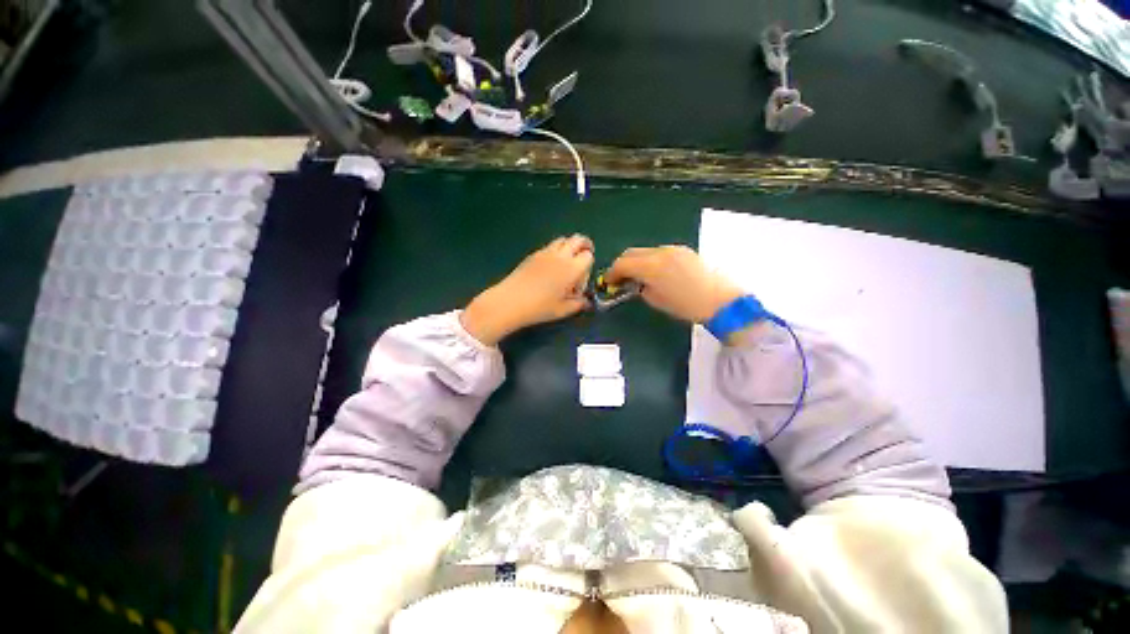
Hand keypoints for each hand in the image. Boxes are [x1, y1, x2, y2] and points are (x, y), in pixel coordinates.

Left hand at [461, 235, 594, 344]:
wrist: (510, 301)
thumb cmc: (540, 308)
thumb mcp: (563, 310)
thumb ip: (579, 304)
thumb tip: (586, 301)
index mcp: (572, 269)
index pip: (588, 256)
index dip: (589, 266)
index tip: (581, 280)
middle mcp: (561, 256)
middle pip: (578, 239)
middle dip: (584, 246)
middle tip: (583, 258)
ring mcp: (545, 252)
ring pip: (563, 239)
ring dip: (569, 246)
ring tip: (566, 262)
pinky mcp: (533, 254)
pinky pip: (550, 246)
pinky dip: (556, 250)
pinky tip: (550, 267)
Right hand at [606, 245, 743, 323]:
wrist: (721, 300)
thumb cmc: (686, 306)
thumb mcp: (656, 300)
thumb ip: (640, 288)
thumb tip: (634, 283)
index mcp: (652, 266)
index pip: (623, 263)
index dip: (612, 272)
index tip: (608, 282)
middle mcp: (660, 252)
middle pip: (632, 252)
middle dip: (622, 264)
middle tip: (620, 279)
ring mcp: (673, 249)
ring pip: (645, 251)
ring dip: (637, 262)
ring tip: (638, 277)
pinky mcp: (683, 251)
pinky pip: (659, 252)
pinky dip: (651, 260)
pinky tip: (655, 273)